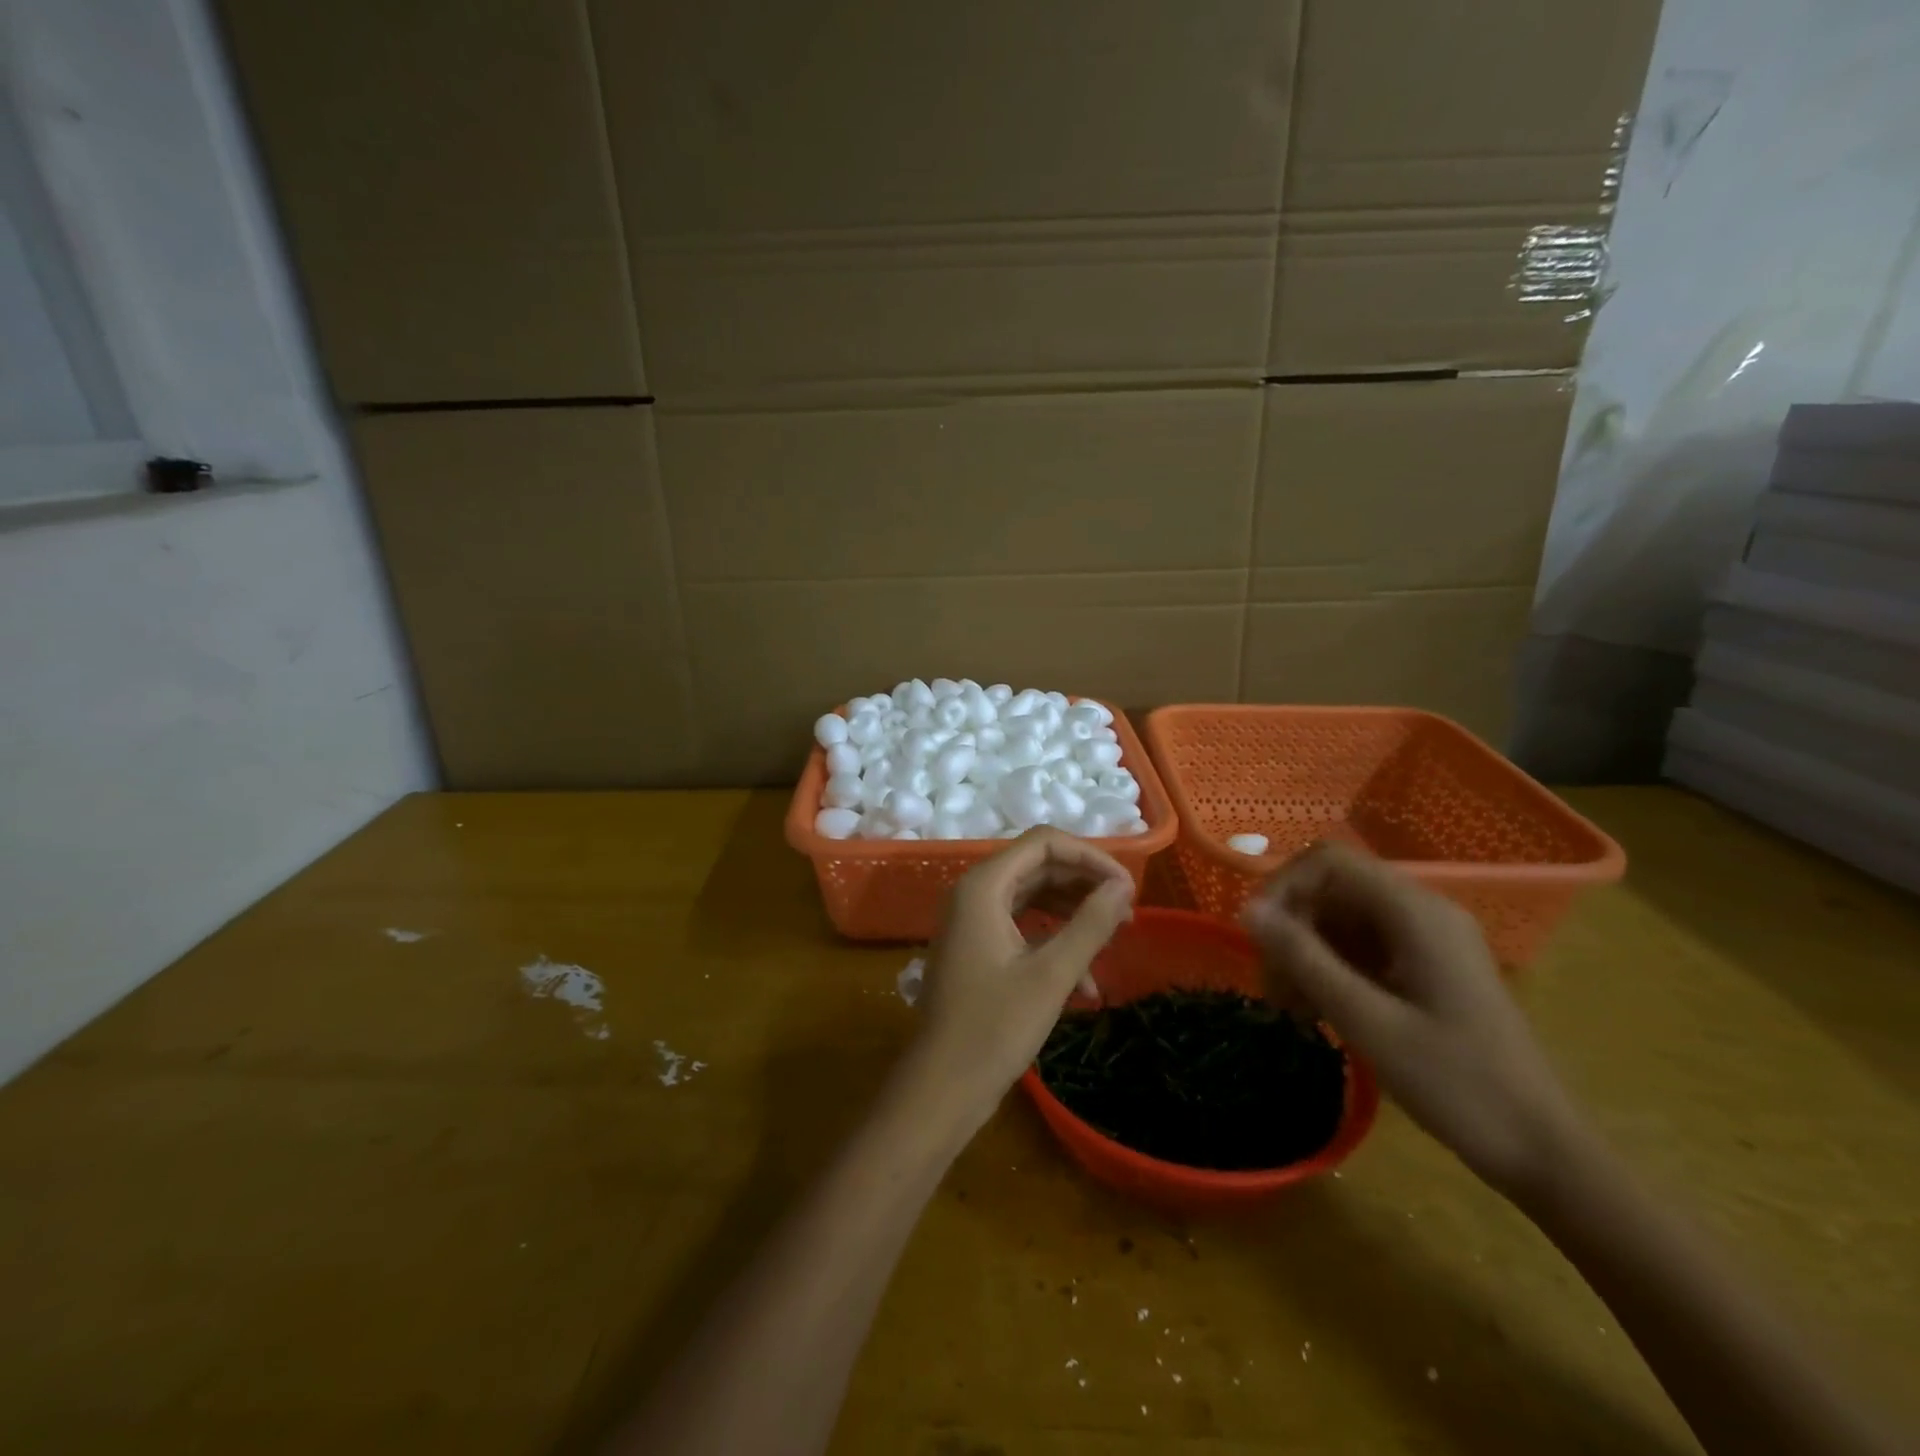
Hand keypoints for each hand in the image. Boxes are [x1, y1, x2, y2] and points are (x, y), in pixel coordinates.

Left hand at [906, 828, 1135, 1130]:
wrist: (942, 1087)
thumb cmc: (995, 1028)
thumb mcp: (1052, 974)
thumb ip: (1090, 924)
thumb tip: (1123, 885)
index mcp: (983, 886)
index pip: (1044, 843)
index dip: (1090, 857)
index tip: (1127, 886)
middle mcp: (974, 893)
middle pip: (1039, 867)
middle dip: (1085, 886)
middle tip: (1127, 913)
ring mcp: (973, 921)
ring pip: (1033, 897)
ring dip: (1073, 916)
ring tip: (1114, 940)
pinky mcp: (977, 947)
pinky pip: (1022, 927)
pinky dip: (1054, 943)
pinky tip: (1085, 984)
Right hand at [1240, 842, 1582, 1195]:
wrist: (1543, 1152)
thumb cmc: (1457, 1084)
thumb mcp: (1368, 1021)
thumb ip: (1305, 958)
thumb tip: (1247, 909)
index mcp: (1416, 912)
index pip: (1329, 862)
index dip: (1282, 887)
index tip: (1257, 937)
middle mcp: (1422, 912)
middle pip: (1333, 889)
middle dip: (1291, 927)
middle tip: (1272, 984)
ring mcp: (1427, 940)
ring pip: (1342, 919)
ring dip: (1306, 952)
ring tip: (1289, 1006)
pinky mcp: (1427, 968)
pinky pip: (1363, 947)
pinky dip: (1331, 969)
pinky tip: (1317, 1011)